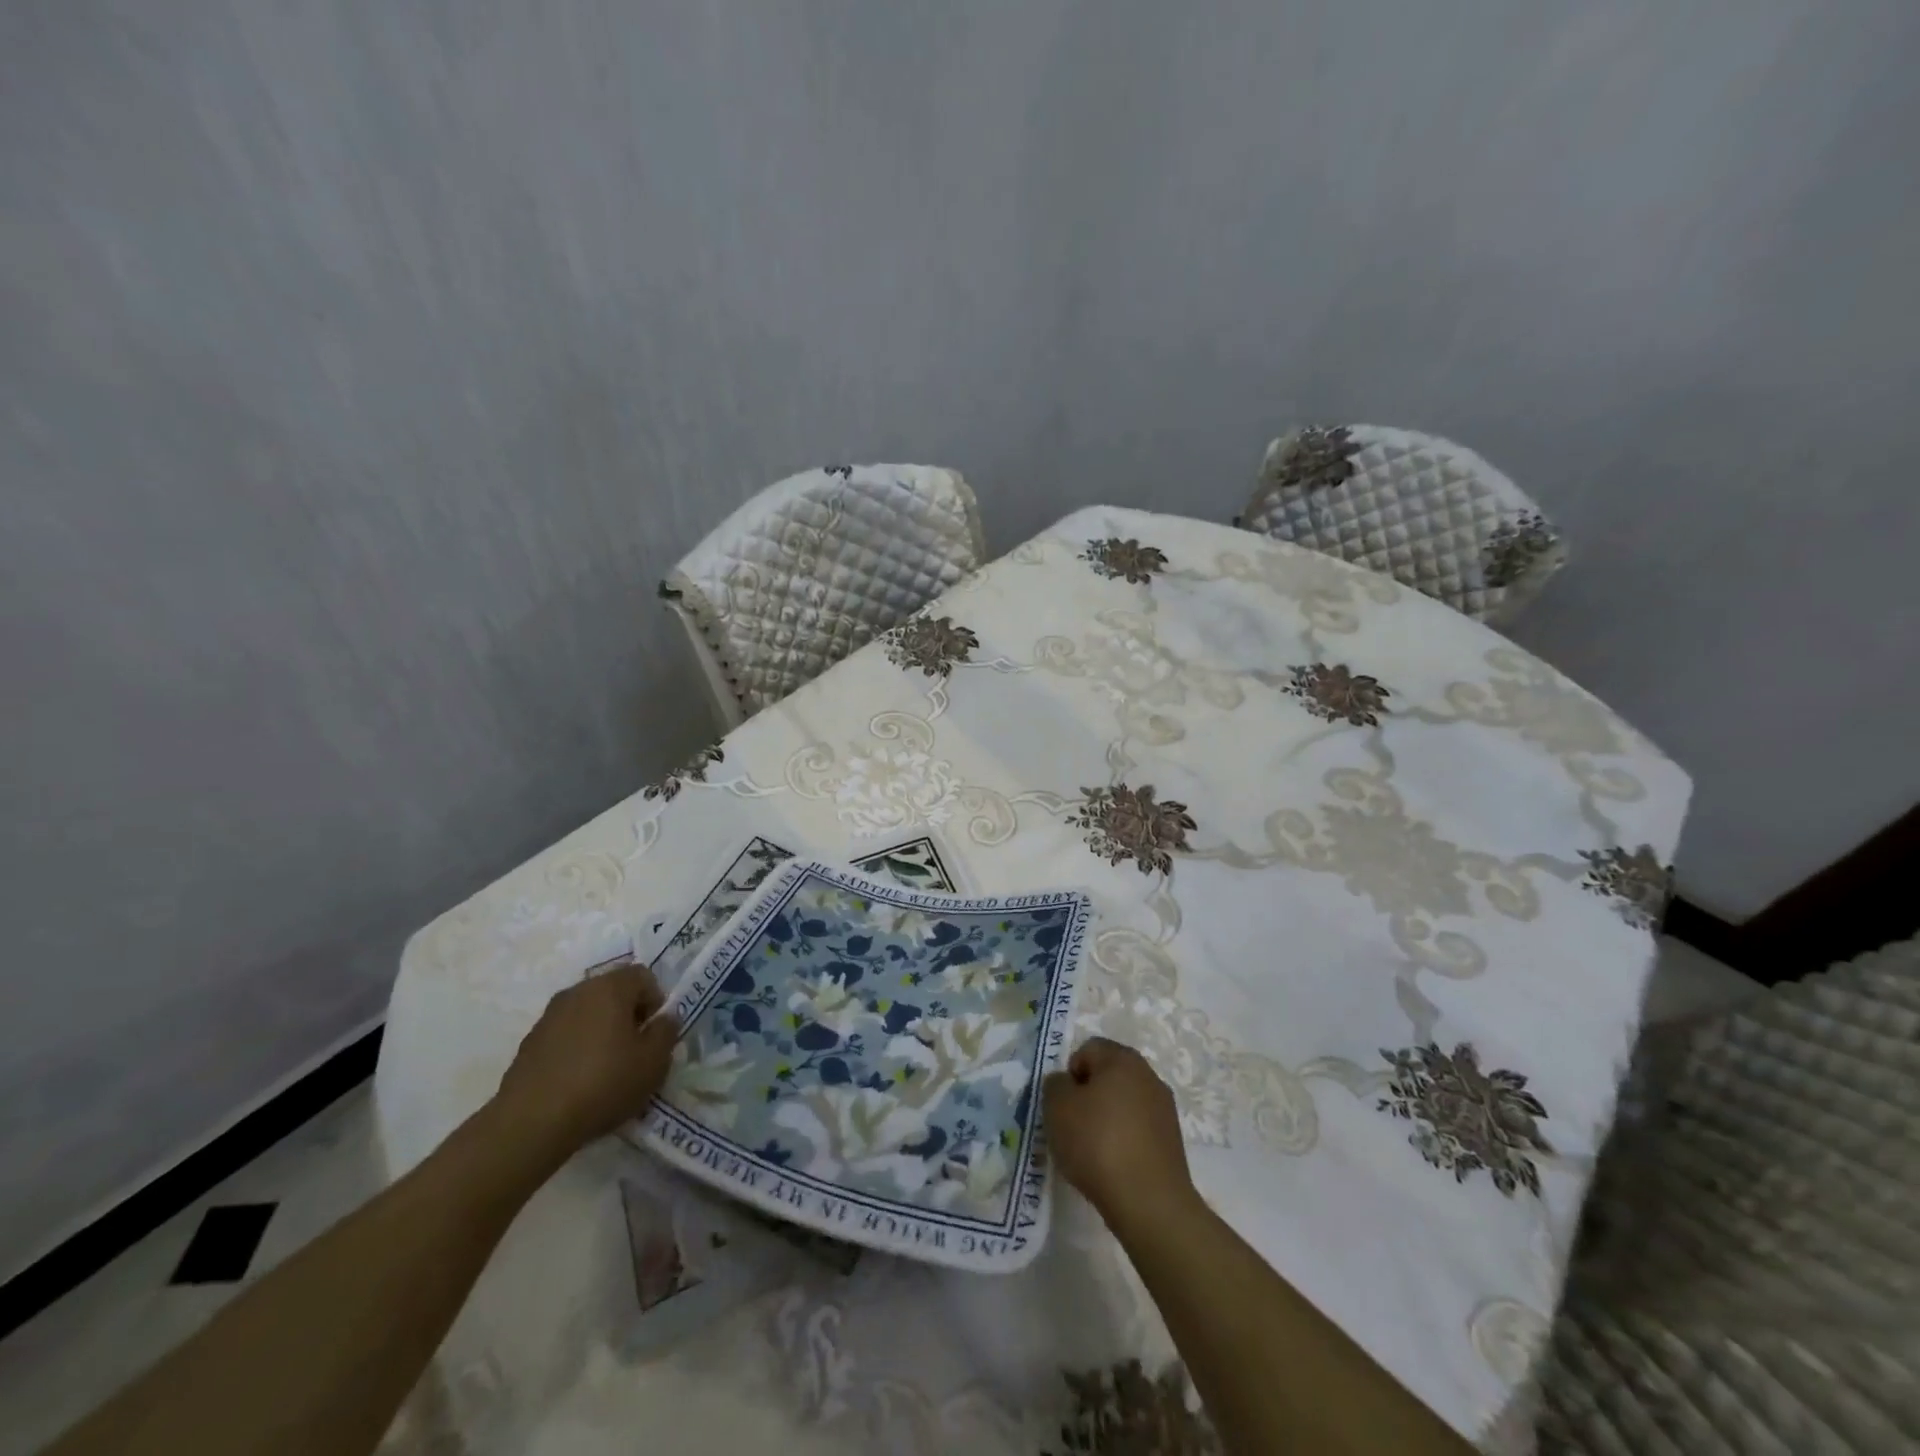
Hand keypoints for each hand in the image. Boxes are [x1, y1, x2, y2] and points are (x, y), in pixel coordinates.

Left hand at [490, 963, 678, 1164]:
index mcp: (610, 987)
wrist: (531, 1123)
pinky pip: (565, 1035)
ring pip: (587, 1014)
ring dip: (601, 1032)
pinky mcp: (529, 1044)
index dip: (656, 1001)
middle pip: (613, 992)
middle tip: (635, 1050)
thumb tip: (664, 1019)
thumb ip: (667, 1032)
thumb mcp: (654, 1062)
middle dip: (628, 1015)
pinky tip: (579, 1082)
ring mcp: (548, 1017)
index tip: (654, 1033)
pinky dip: (577, 1049)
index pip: (642, 976)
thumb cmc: (604, 1083)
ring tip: (606, 1070)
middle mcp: (577, 991)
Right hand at [1043, 1037, 1199, 1235]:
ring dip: (1106, 1120)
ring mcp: (1164, 1109)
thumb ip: (1055, 1084)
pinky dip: (1123, 1141)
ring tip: (1091, 1153)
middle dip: (1087, 1097)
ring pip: (1123, 1104)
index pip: (1087, 1050)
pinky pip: (1137, 1130)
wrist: (1149, 1202)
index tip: (1063, 1105)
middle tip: (1072, 1127)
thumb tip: (1066, 1084)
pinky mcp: (1172, 1141)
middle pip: (1108, 1076)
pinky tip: (1112, 1167)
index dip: (1070, 1074)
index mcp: (1122, 1058)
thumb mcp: (1057, 1107)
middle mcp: (1148, 1075)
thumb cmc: (1098, 1143)